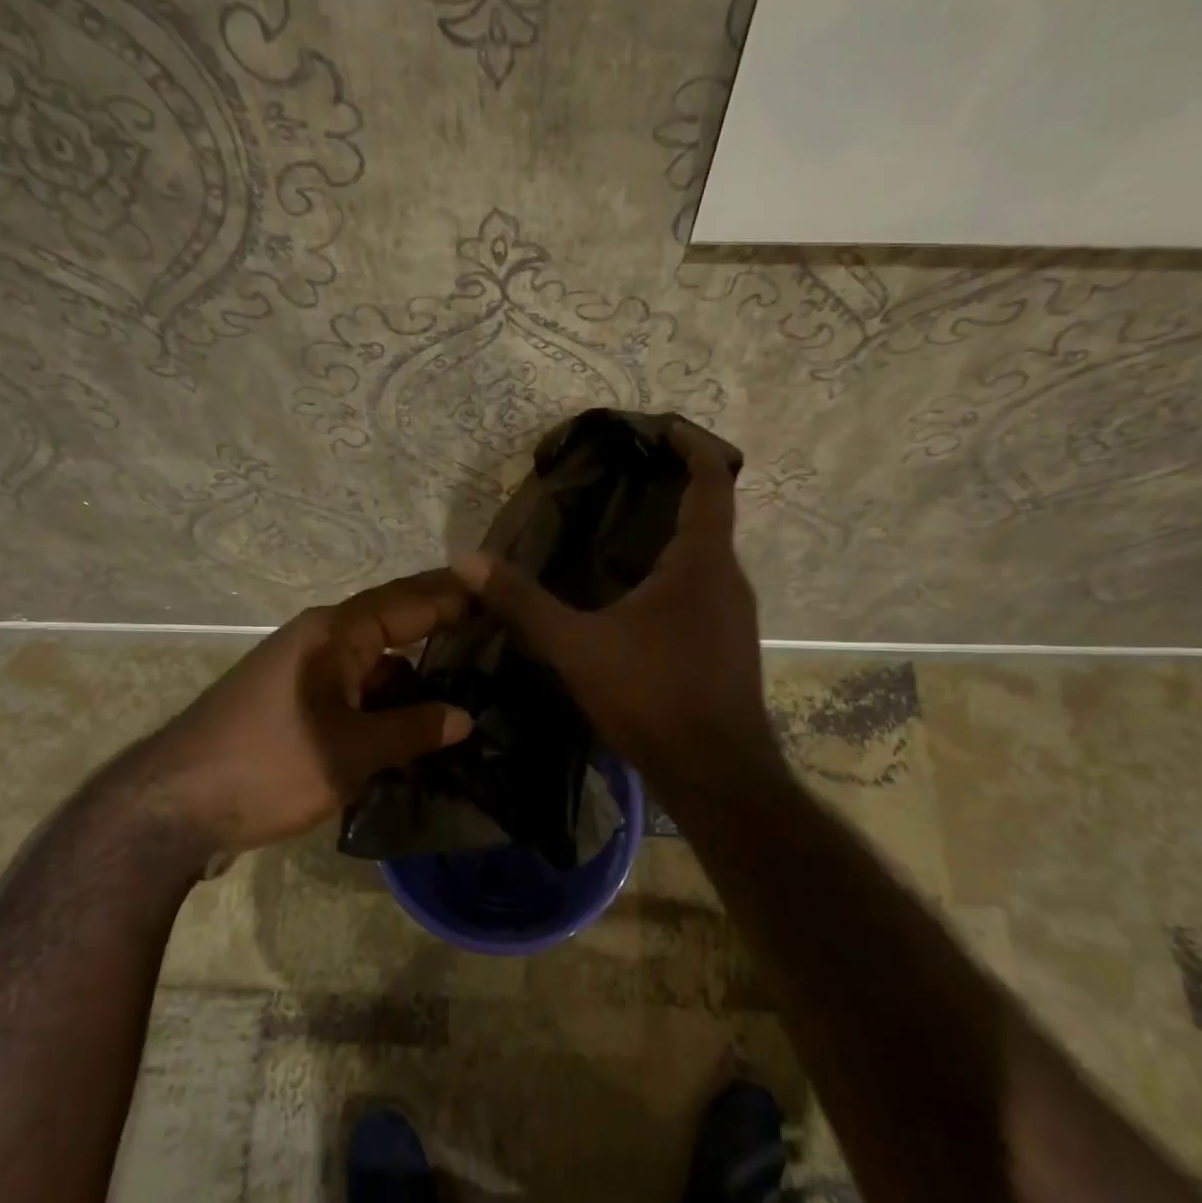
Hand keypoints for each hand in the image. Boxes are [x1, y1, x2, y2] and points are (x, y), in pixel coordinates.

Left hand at [128, 571, 474, 854]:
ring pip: (375, 666)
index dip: (456, 596)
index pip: (409, 600)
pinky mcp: (295, 705)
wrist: (171, 807)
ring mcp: (305, 674)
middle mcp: (321, 641)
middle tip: (498, 640)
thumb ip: (412, 731)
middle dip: (441, 632)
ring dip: (414, 679)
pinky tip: (416, 731)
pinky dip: (386, 706)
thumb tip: (465, 717)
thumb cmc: (266, 765)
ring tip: (470, 691)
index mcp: (334, 633)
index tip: (501, 592)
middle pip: (393, 627)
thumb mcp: (350, 752)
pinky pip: (355, 693)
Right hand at [452, 424, 782, 798]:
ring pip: (705, 557)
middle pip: (709, 516)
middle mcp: (729, 579)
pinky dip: (673, 574)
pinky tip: (632, 597)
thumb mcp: (577, 646)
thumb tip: (466, 559)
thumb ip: (523, 602)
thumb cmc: (653, 696)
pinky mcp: (727, 645)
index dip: (692, 446)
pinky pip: (702, 590)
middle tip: (621, 480)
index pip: (713, 481)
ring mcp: (734, 615)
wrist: (715, 774)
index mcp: (702, 563)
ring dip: (671, 536)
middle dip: (671, 491)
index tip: (663, 428)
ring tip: (617, 533)